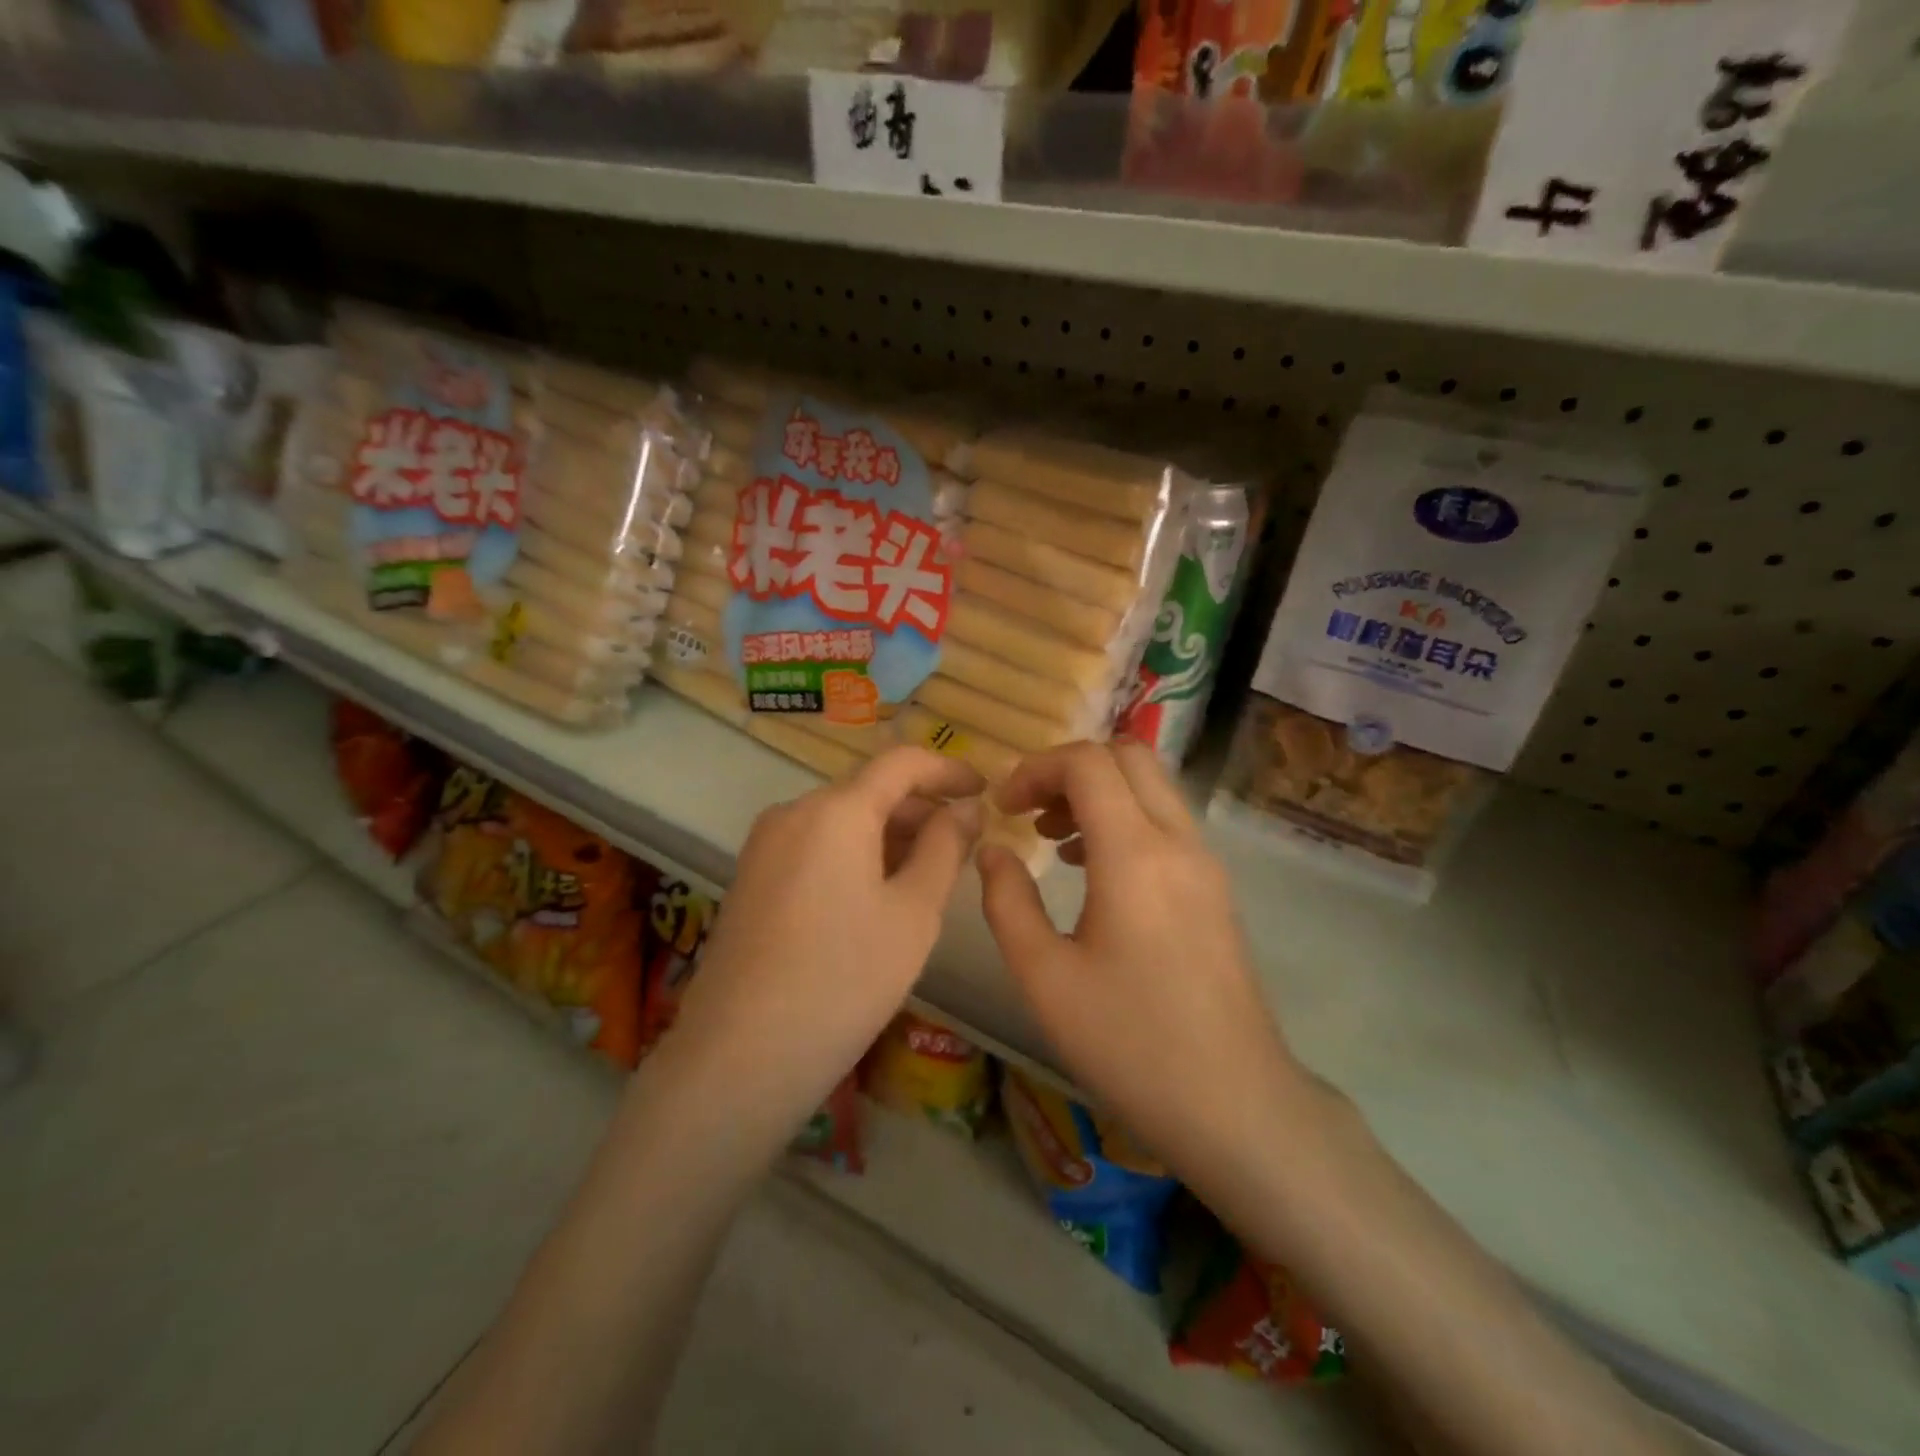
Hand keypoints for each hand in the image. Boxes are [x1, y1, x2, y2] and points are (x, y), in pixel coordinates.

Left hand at [666, 746, 983, 1135]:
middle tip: (964, 847)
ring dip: (890, 835)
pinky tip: (877, 897)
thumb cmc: (844, 979)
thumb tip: (965, 807)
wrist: (739, 1056)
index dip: (948, 770)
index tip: (985, 791)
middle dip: (921, 810)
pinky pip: (816, 846)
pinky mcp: (752, 877)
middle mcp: (795, 811)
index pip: (902, 762)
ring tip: (928, 876)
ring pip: (842, 820)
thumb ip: (945, 848)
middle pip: (869, 791)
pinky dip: (856, 855)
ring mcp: (766, 844)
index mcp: (837, 810)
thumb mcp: (914, 913)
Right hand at [976, 741, 1305, 1184]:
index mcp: (1134, 854)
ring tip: (1052, 838)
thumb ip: (1007, 902)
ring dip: (1099, 792)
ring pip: (1151, 786)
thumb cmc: (1130, 1043)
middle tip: (1029, 810)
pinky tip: (1092, 870)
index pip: (1087, 762)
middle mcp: (1177, 841)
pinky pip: (1166, 821)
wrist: (1234, 1103)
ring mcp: (1204, 863)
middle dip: (1069, 769)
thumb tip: (991, 851)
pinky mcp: (1214, 888)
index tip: (1003, 808)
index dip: (1036, 769)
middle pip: (1128, 755)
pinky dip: (1124, 818)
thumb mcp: (1044, 977)